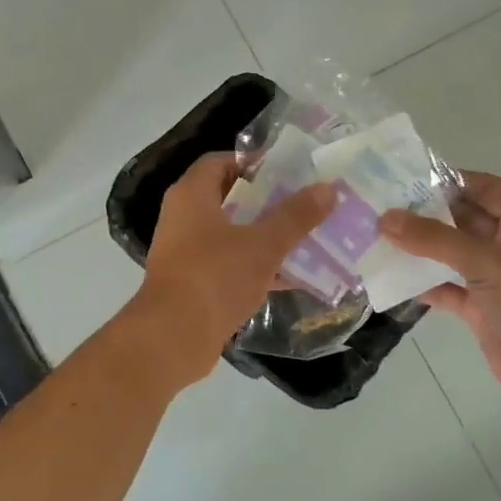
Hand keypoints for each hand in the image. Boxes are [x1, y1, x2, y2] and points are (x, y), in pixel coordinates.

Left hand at [134, 154, 335, 384]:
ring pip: (233, 234)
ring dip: (266, 235)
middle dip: (268, 200)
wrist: (172, 338)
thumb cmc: (214, 277)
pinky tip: (294, 276)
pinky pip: (231, 265)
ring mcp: (187, 252)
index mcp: (191, 195)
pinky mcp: (195, 283)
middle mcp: (184, 217)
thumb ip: (295, 216)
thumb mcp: (262, 244)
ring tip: (308, 236)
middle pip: (230, 197)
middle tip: (305, 203)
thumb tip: (328, 188)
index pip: (221, 161)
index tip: (289, 171)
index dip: (253, 162)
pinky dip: (258, 266)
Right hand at [380, 172, 500, 425]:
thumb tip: (385, 218)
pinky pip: (447, 288)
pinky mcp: (483, 310)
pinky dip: (423, 284)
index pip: (484, 188)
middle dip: (424, 214)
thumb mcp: (488, 263)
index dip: (448, 180)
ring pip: (451, 255)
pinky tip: (390, 278)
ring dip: (419, 248)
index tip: (402, 179)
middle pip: (463, 219)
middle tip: (378, 206)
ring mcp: (497, 280)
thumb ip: (435, 239)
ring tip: (374, 237)